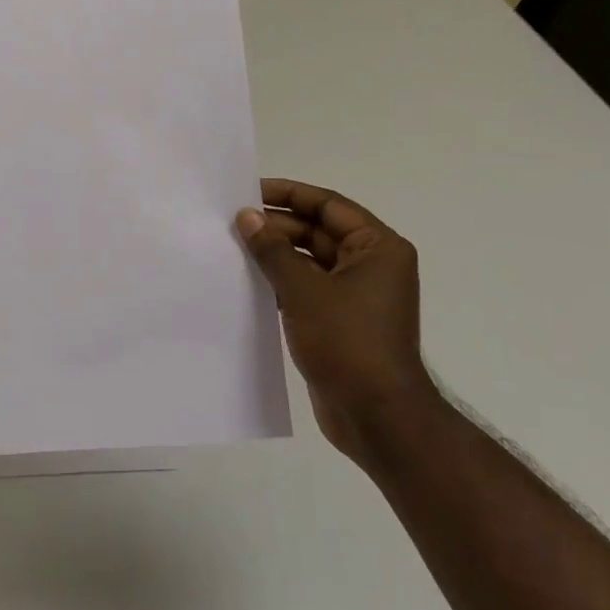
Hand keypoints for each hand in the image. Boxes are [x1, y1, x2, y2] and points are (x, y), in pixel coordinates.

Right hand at [236, 179, 430, 461]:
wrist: (377, 417)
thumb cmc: (348, 342)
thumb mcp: (304, 290)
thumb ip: (273, 250)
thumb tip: (247, 216)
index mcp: (377, 248)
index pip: (328, 205)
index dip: (289, 194)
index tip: (249, 192)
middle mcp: (371, 265)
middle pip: (318, 231)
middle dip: (277, 227)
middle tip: (232, 222)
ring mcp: (356, 295)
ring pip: (309, 261)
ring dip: (275, 255)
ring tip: (233, 248)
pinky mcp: (341, 321)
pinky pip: (307, 288)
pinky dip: (281, 283)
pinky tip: (247, 282)